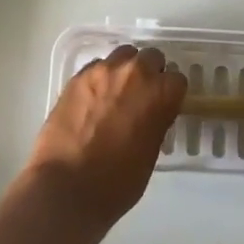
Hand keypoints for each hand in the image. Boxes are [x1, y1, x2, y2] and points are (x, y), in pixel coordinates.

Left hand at [25, 46, 186, 229]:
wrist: (66, 188)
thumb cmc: (117, 183)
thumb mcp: (150, 154)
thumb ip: (155, 123)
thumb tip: (151, 114)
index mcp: (160, 94)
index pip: (177, 80)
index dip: (170, 94)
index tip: (163, 106)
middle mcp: (135, 73)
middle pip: (150, 57)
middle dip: (149, 73)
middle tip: (141, 97)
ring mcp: (103, 71)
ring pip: (123, 55)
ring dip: (124, 69)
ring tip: (116, 93)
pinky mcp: (77, 77)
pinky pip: (97, 66)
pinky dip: (100, 78)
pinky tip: (93, 99)